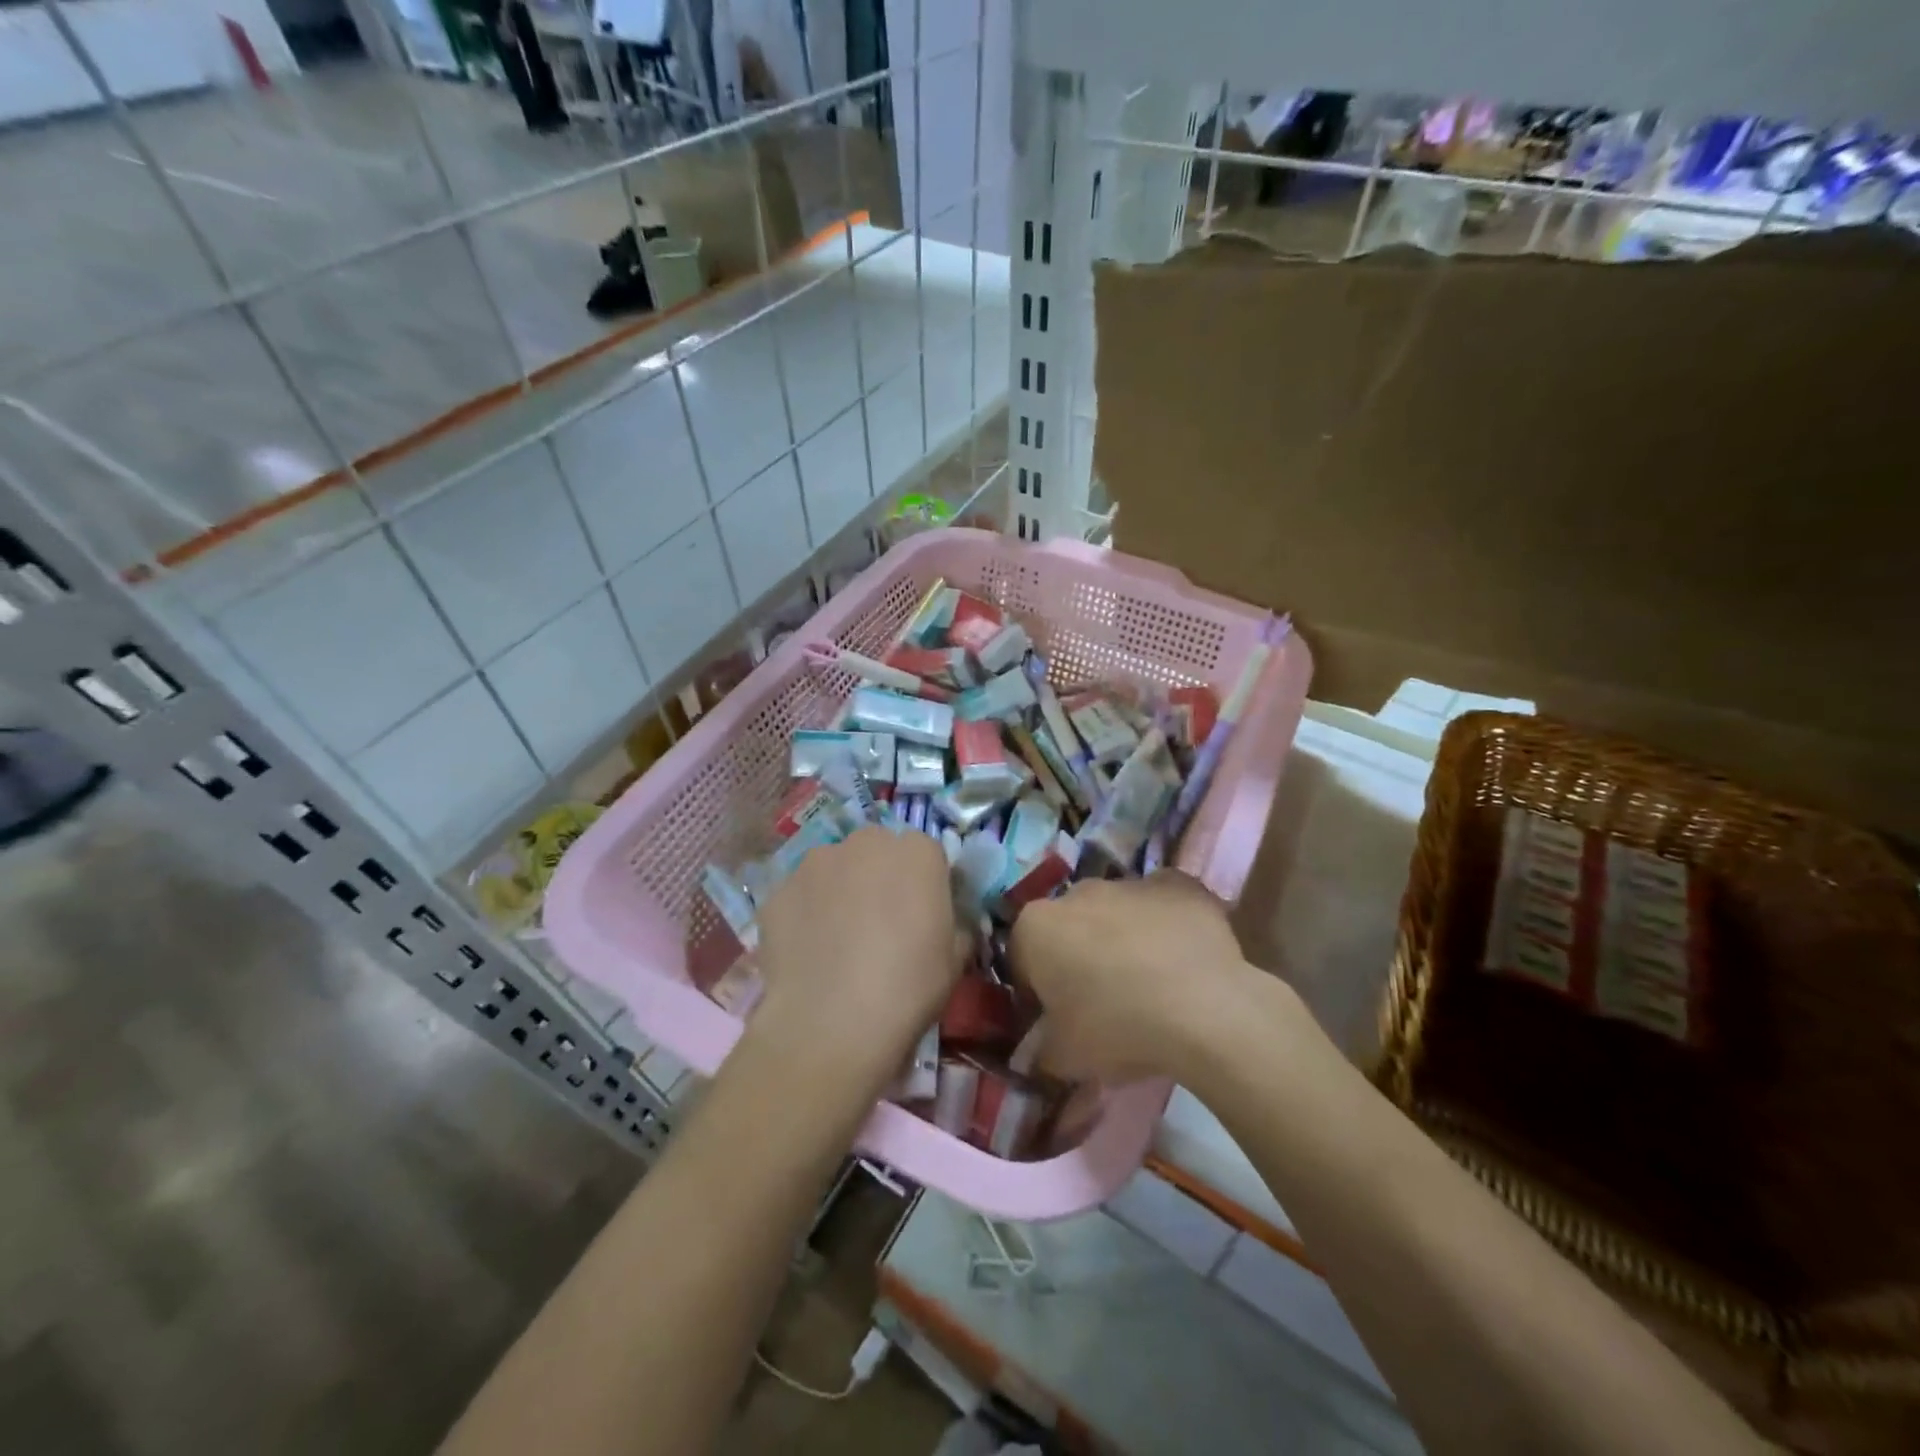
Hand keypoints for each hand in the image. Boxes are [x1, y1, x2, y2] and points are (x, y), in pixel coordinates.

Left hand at [753, 827, 960, 1070]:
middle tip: (879, 923)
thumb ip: (955, 923)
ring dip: (839, 890)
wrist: (831, 1024)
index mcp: (917, 852)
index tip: (922, 915)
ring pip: (834, 868)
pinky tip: (807, 953)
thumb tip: (944, 920)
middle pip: (877, 851)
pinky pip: (799, 896)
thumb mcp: (956, 959)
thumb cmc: (908, 987)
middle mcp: (865, 842)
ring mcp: (816, 862)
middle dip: (879, 877)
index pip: (926, 854)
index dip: (924, 883)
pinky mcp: (778, 890)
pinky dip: (804, 915)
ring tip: (837, 940)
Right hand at [1009, 871, 1252, 1082]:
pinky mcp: (1178, 883)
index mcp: (1036, 927)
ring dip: (1123, 936)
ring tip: (1151, 983)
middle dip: (1079, 954)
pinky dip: (1167, 924)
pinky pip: (1163, 903)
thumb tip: (1044, 1050)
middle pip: (1070, 925)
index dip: (1036, 989)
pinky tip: (1183, 959)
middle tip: (1103, 1000)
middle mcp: (1077, 893)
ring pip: (1117, 910)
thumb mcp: (1065, 1058)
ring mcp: (1130, 882)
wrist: (1204, 1008)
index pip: (1022, 957)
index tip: (1055, 1017)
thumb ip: (1043, 1049)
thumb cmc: (1118, 1029)